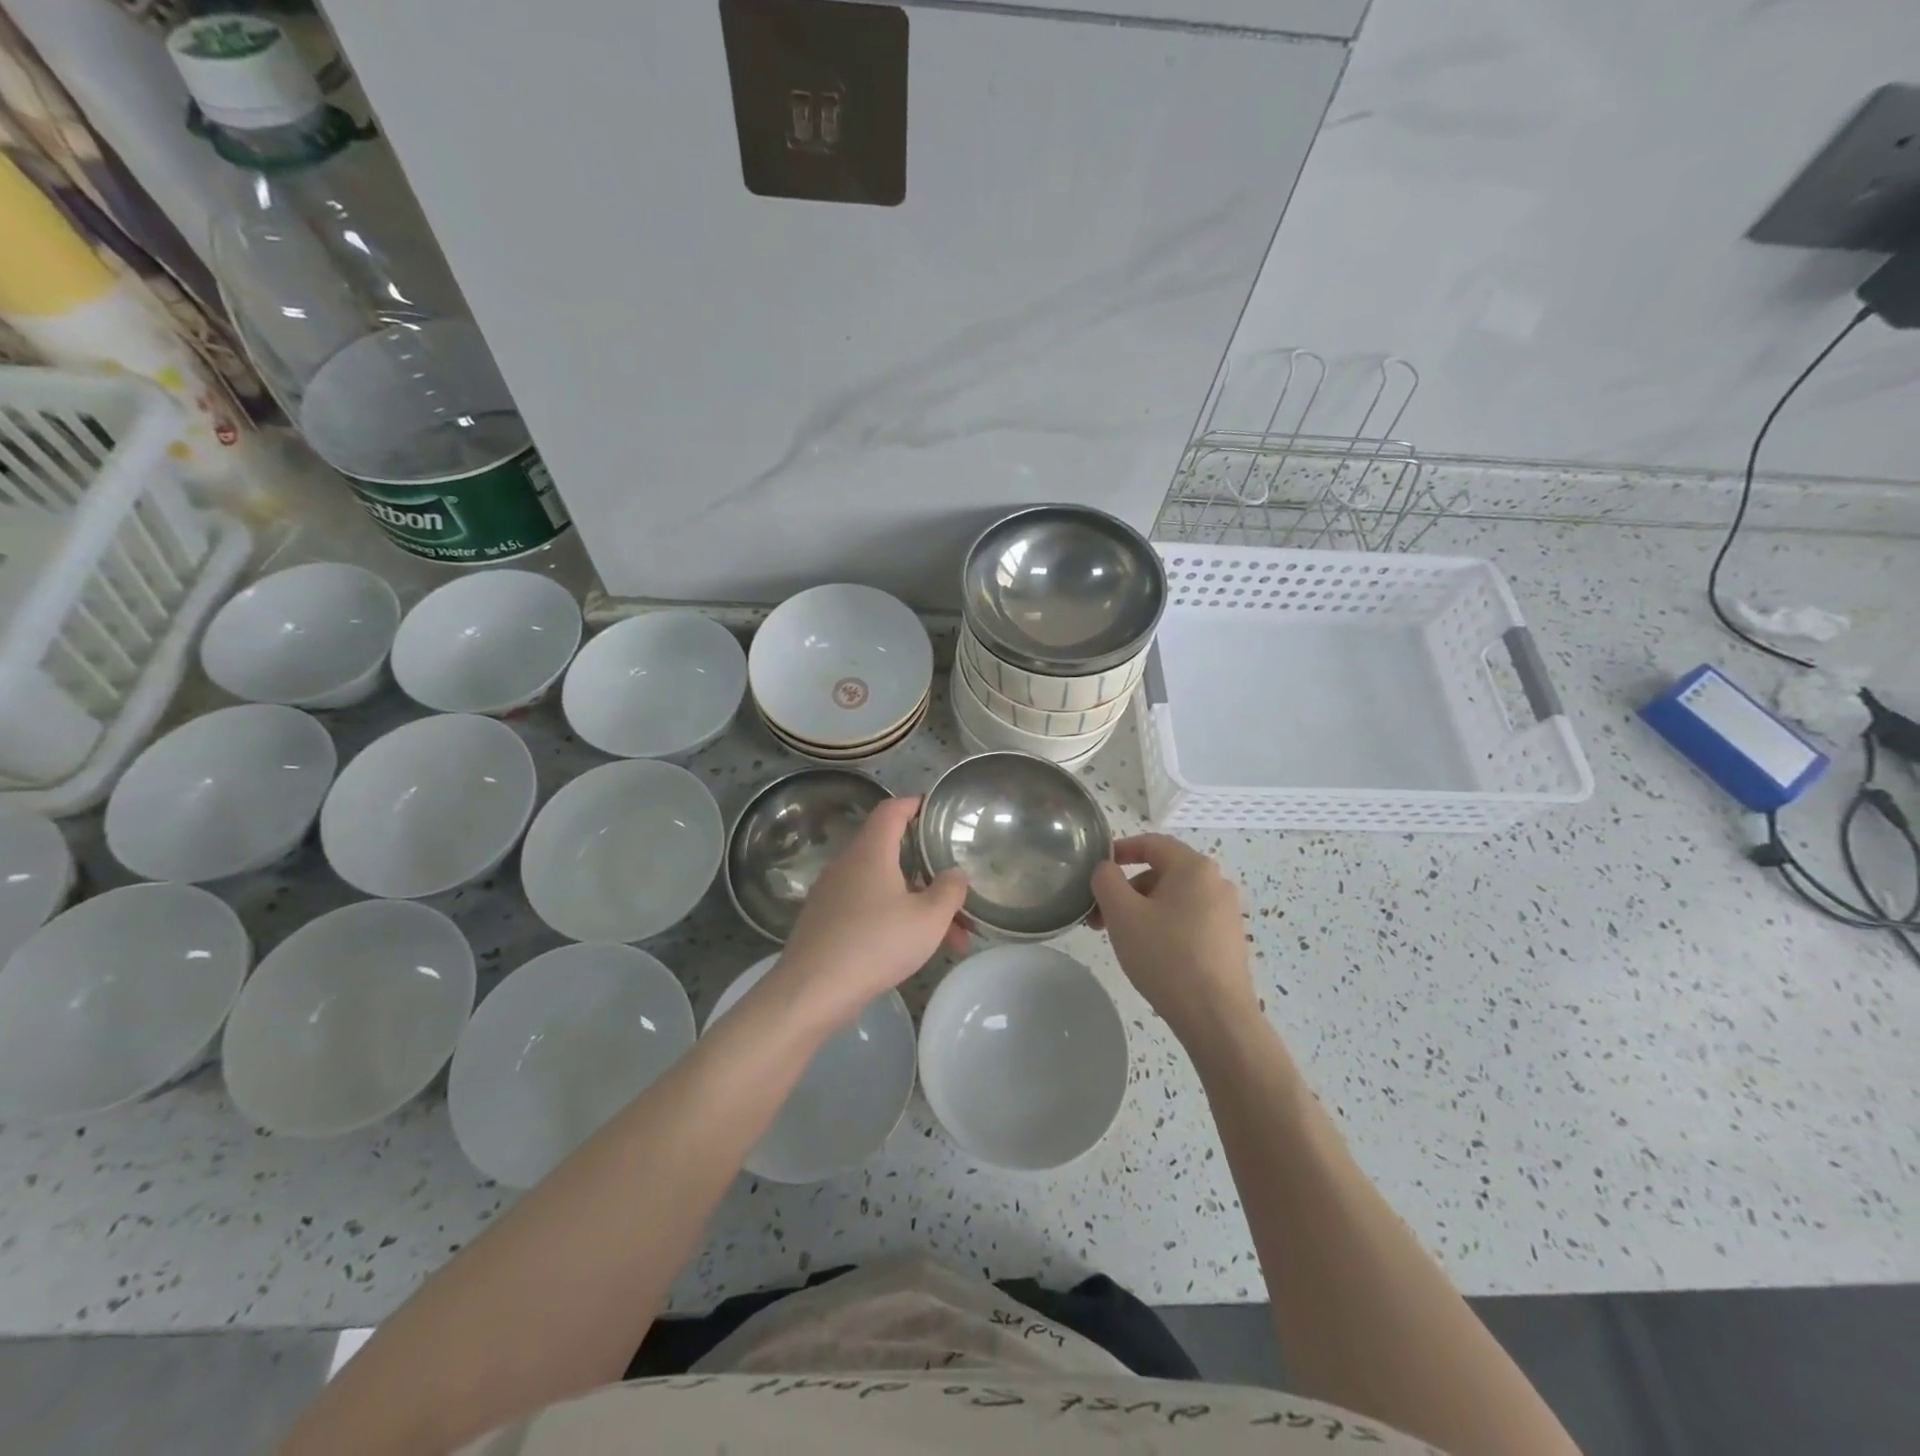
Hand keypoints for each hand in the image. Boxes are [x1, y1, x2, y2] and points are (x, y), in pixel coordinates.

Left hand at [769, 796, 968, 1028]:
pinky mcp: (822, 921)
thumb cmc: (876, 943)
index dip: (914, 804)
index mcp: (871, 851)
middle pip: (891, 853)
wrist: (812, 990)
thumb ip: (949, 891)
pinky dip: (892, 918)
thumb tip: (954, 873)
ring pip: (882, 887)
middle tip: (956, 893)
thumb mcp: (928, 918)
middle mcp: (847, 864)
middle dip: (927, 872)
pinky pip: (865, 908)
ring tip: (949, 939)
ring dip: (916, 904)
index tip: (934, 809)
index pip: (892, 810)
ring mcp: (830, 894)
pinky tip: (911, 949)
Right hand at [1091, 834, 1257, 1043]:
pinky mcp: (1228, 941)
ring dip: (1141, 911)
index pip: (1151, 843)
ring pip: (1173, 899)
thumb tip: (1107, 869)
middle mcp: (1216, 883)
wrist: (1216, 1018)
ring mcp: (1226, 914)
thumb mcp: (1123, 914)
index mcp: (1194, 867)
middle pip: (1161, 873)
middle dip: (1126, 890)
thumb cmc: (1166, 956)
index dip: (1120, 850)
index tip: (1096, 870)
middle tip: (1100, 918)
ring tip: (1121, 940)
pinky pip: (1188, 920)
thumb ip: (1106, 880)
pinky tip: (1150, 955)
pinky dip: (1163, 927)